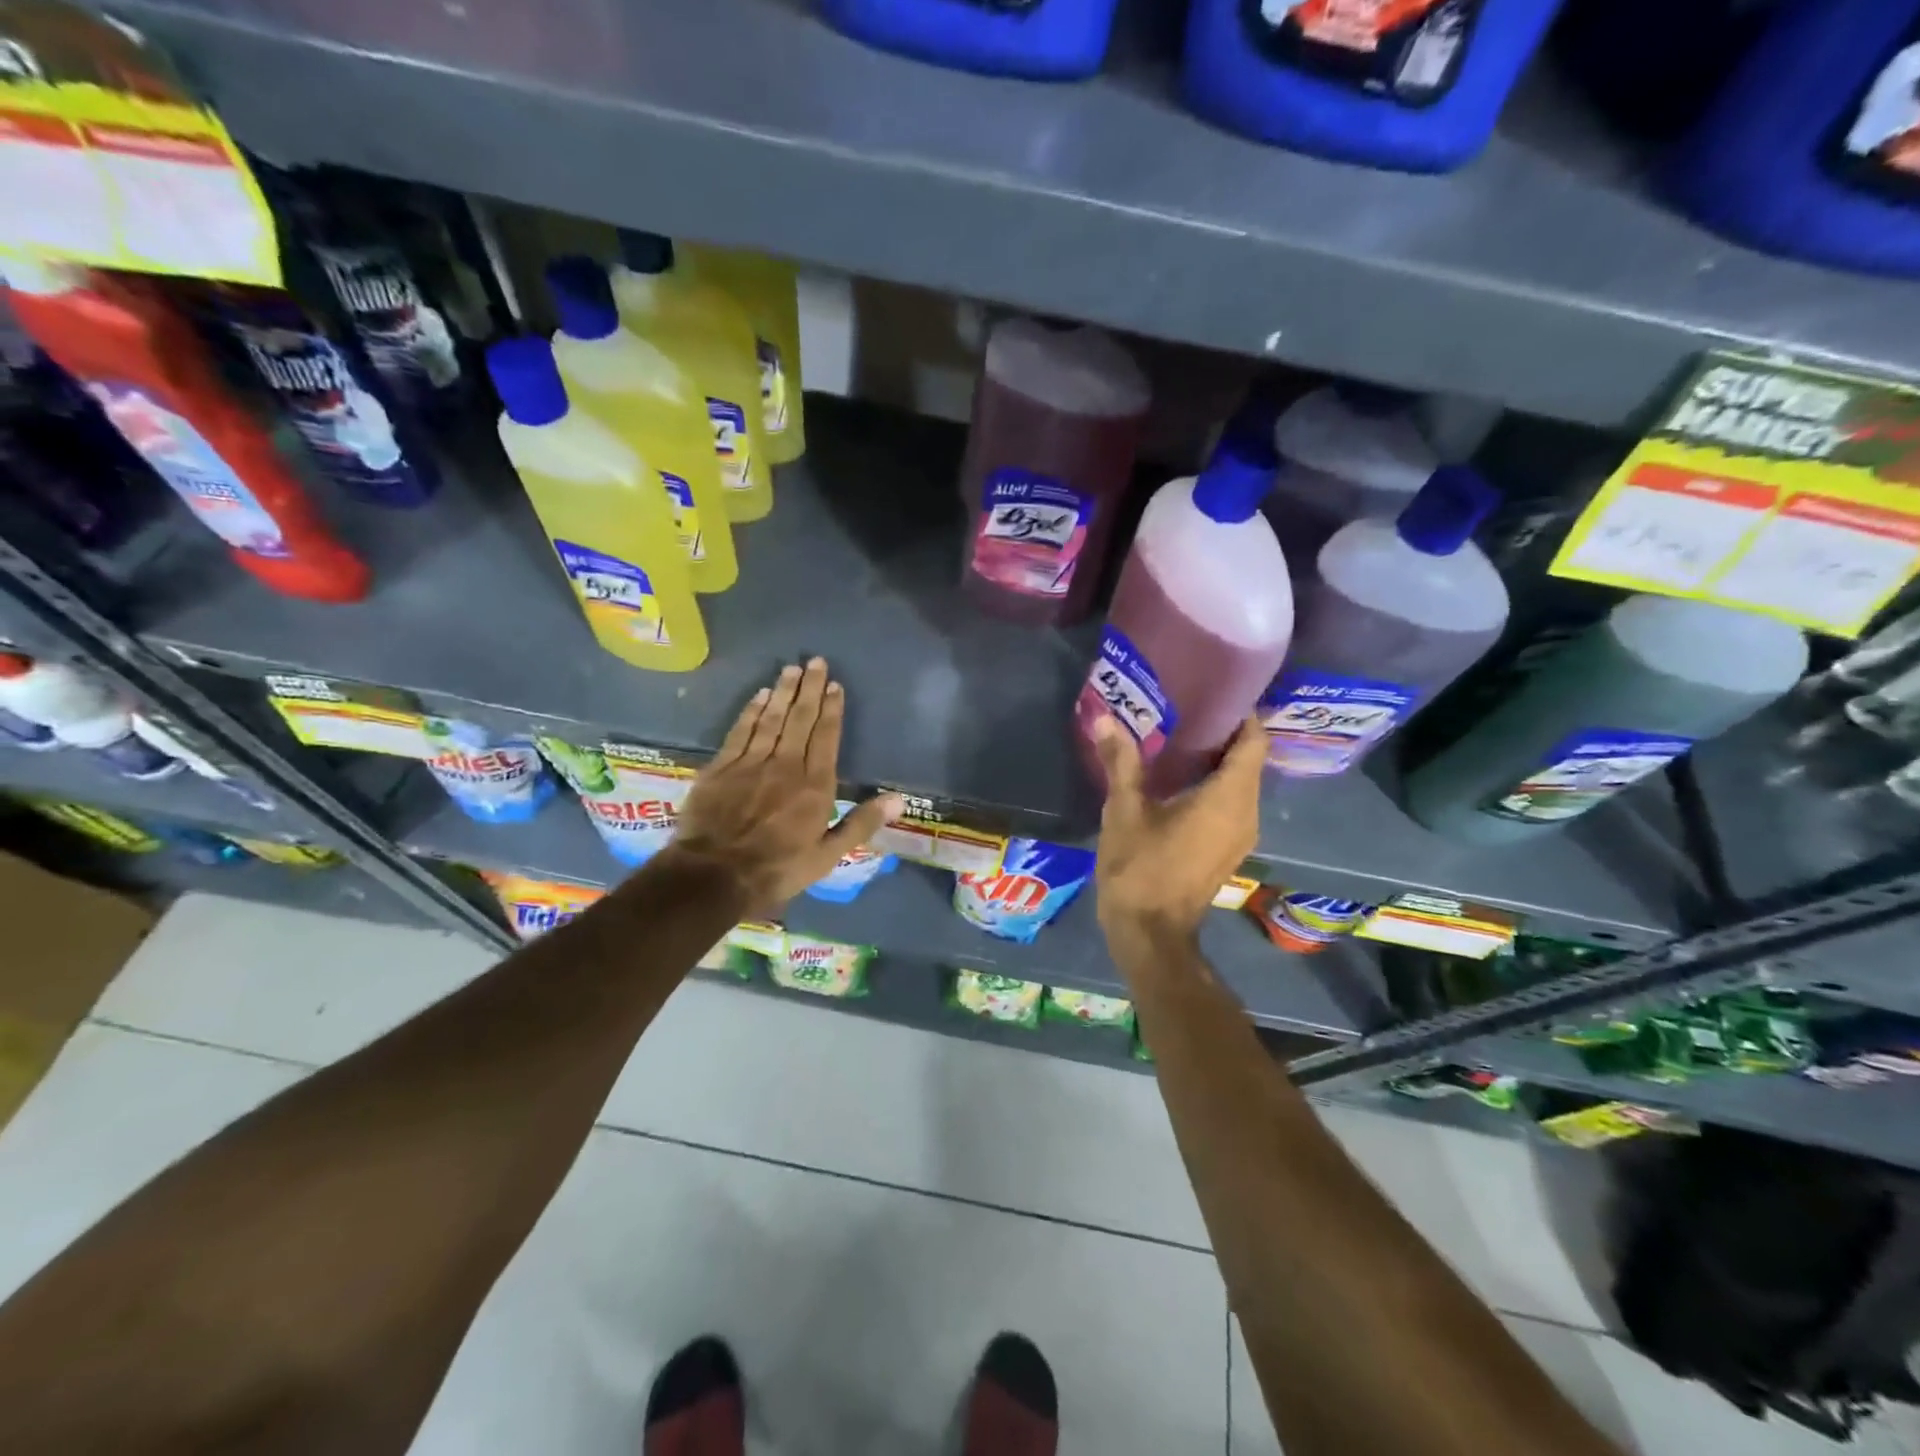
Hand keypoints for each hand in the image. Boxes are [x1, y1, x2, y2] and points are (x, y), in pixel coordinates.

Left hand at [673, 659, 901, 914]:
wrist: (713, 875)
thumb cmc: (777, 869)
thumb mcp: (828, 856)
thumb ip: (861, 823)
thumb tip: (898, 799)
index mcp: (815, 786)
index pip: (826, 737)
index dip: (832, 710)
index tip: (835, 686)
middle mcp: (785, 765)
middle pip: (800, 719)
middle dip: (809, 689)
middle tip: (815, 662)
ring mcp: (751, 763)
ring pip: (771, 718)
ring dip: (782, 692)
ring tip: (791, 669)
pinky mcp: (722, 767)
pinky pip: (741, 730)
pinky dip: (751, 711)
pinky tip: (759, 695)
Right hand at [1091, 715, 1264, 952]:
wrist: (1150, 934)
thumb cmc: (1140, 868)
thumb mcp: (1124, 811)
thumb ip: (1121, 761)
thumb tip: (1104, 717)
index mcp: (1228, 797)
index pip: (1253, 742)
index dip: (1241, 715)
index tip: (1213, 693)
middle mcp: (1246, 813)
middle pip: (1248, 760)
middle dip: (1222, 733)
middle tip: (1186, 710)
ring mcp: (1241, 835)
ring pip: (1240, 784)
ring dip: (1216, 761)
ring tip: (1179, 739)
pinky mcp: (1228, 850)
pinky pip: (1231, 804)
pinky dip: (1213, 786)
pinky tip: (1178, 781)